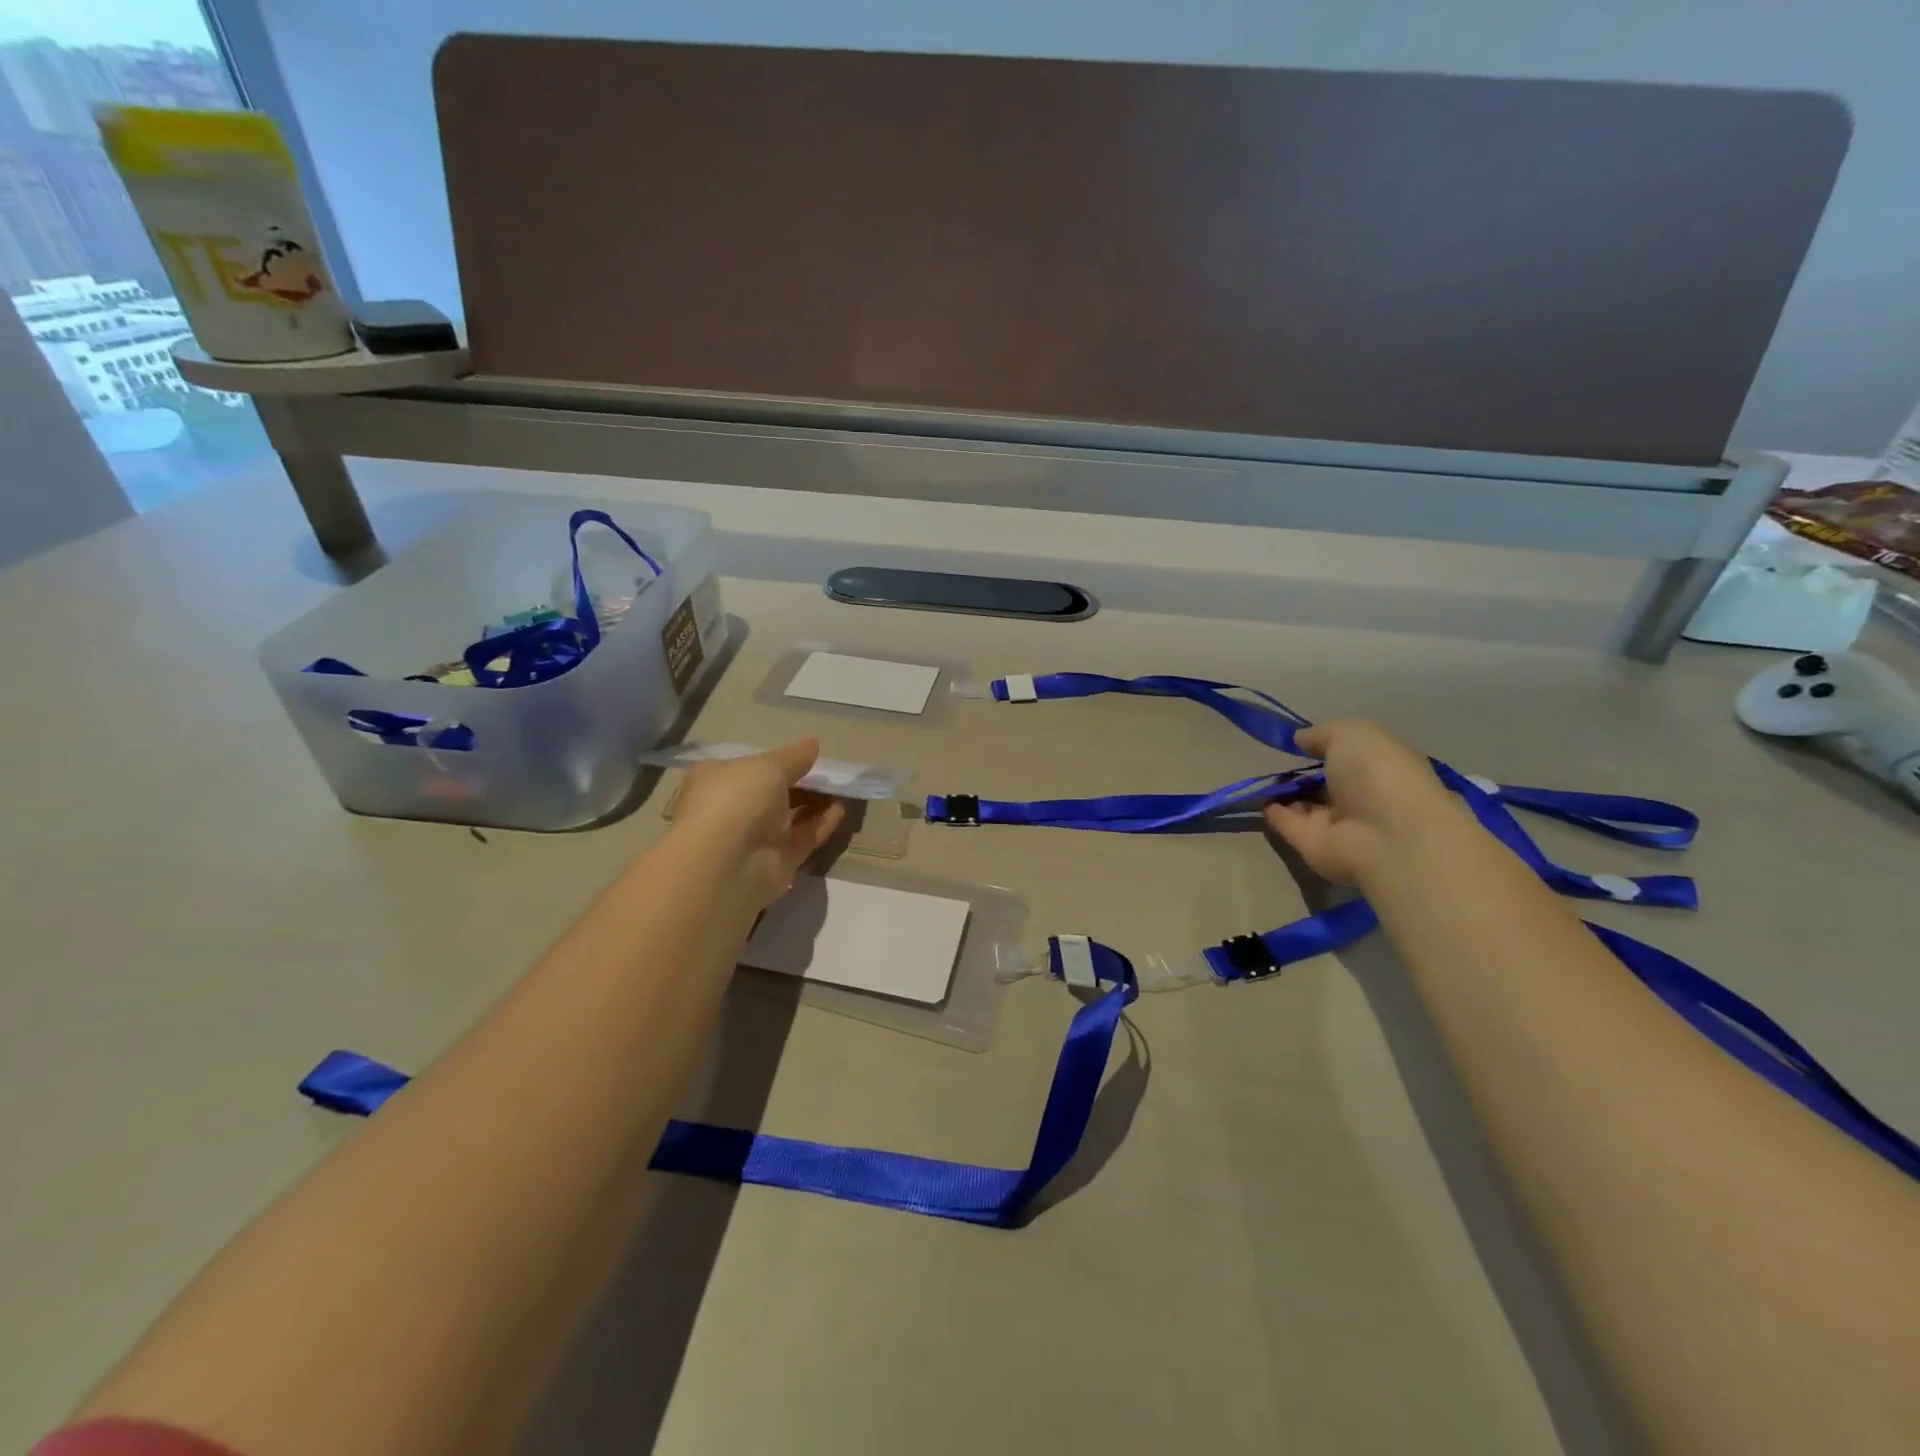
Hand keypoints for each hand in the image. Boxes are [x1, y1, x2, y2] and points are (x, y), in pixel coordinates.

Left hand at [671, 740, 846, 908]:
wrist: (726, 864)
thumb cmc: (737, 800)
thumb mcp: (768, 766)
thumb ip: (794, 757)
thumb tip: (812, 744)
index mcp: (717, 780)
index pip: (749, 767)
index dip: (777, 761)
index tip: (806, 756)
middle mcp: (733, 809)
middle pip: (772, 793)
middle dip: (800, 783)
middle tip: (828, 774)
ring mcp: (754, 838)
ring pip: (789, 817)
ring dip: (814, 804)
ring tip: (840, 790)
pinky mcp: (776, 862)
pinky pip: (802, 838)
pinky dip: (820, 824)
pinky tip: (840, 810)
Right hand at [1263, 720, 1455, 886]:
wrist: (1384, 835)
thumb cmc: (1377, 773)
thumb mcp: (1351, 734)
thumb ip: (1322, 733)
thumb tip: (1300, 739)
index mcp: (1379, 767)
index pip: (1349, 755)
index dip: (1325, 746)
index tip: (1299, 741)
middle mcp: (1360, 796)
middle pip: (1325, 782)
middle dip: (1301, 771)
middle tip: (1273, 759)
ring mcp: (1336, 823)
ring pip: (1304, 804)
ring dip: (1283, 792)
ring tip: (1258, 775)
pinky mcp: (1312, 844)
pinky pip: (1287, 824)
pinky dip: (1271, 812)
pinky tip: (1256, 797)